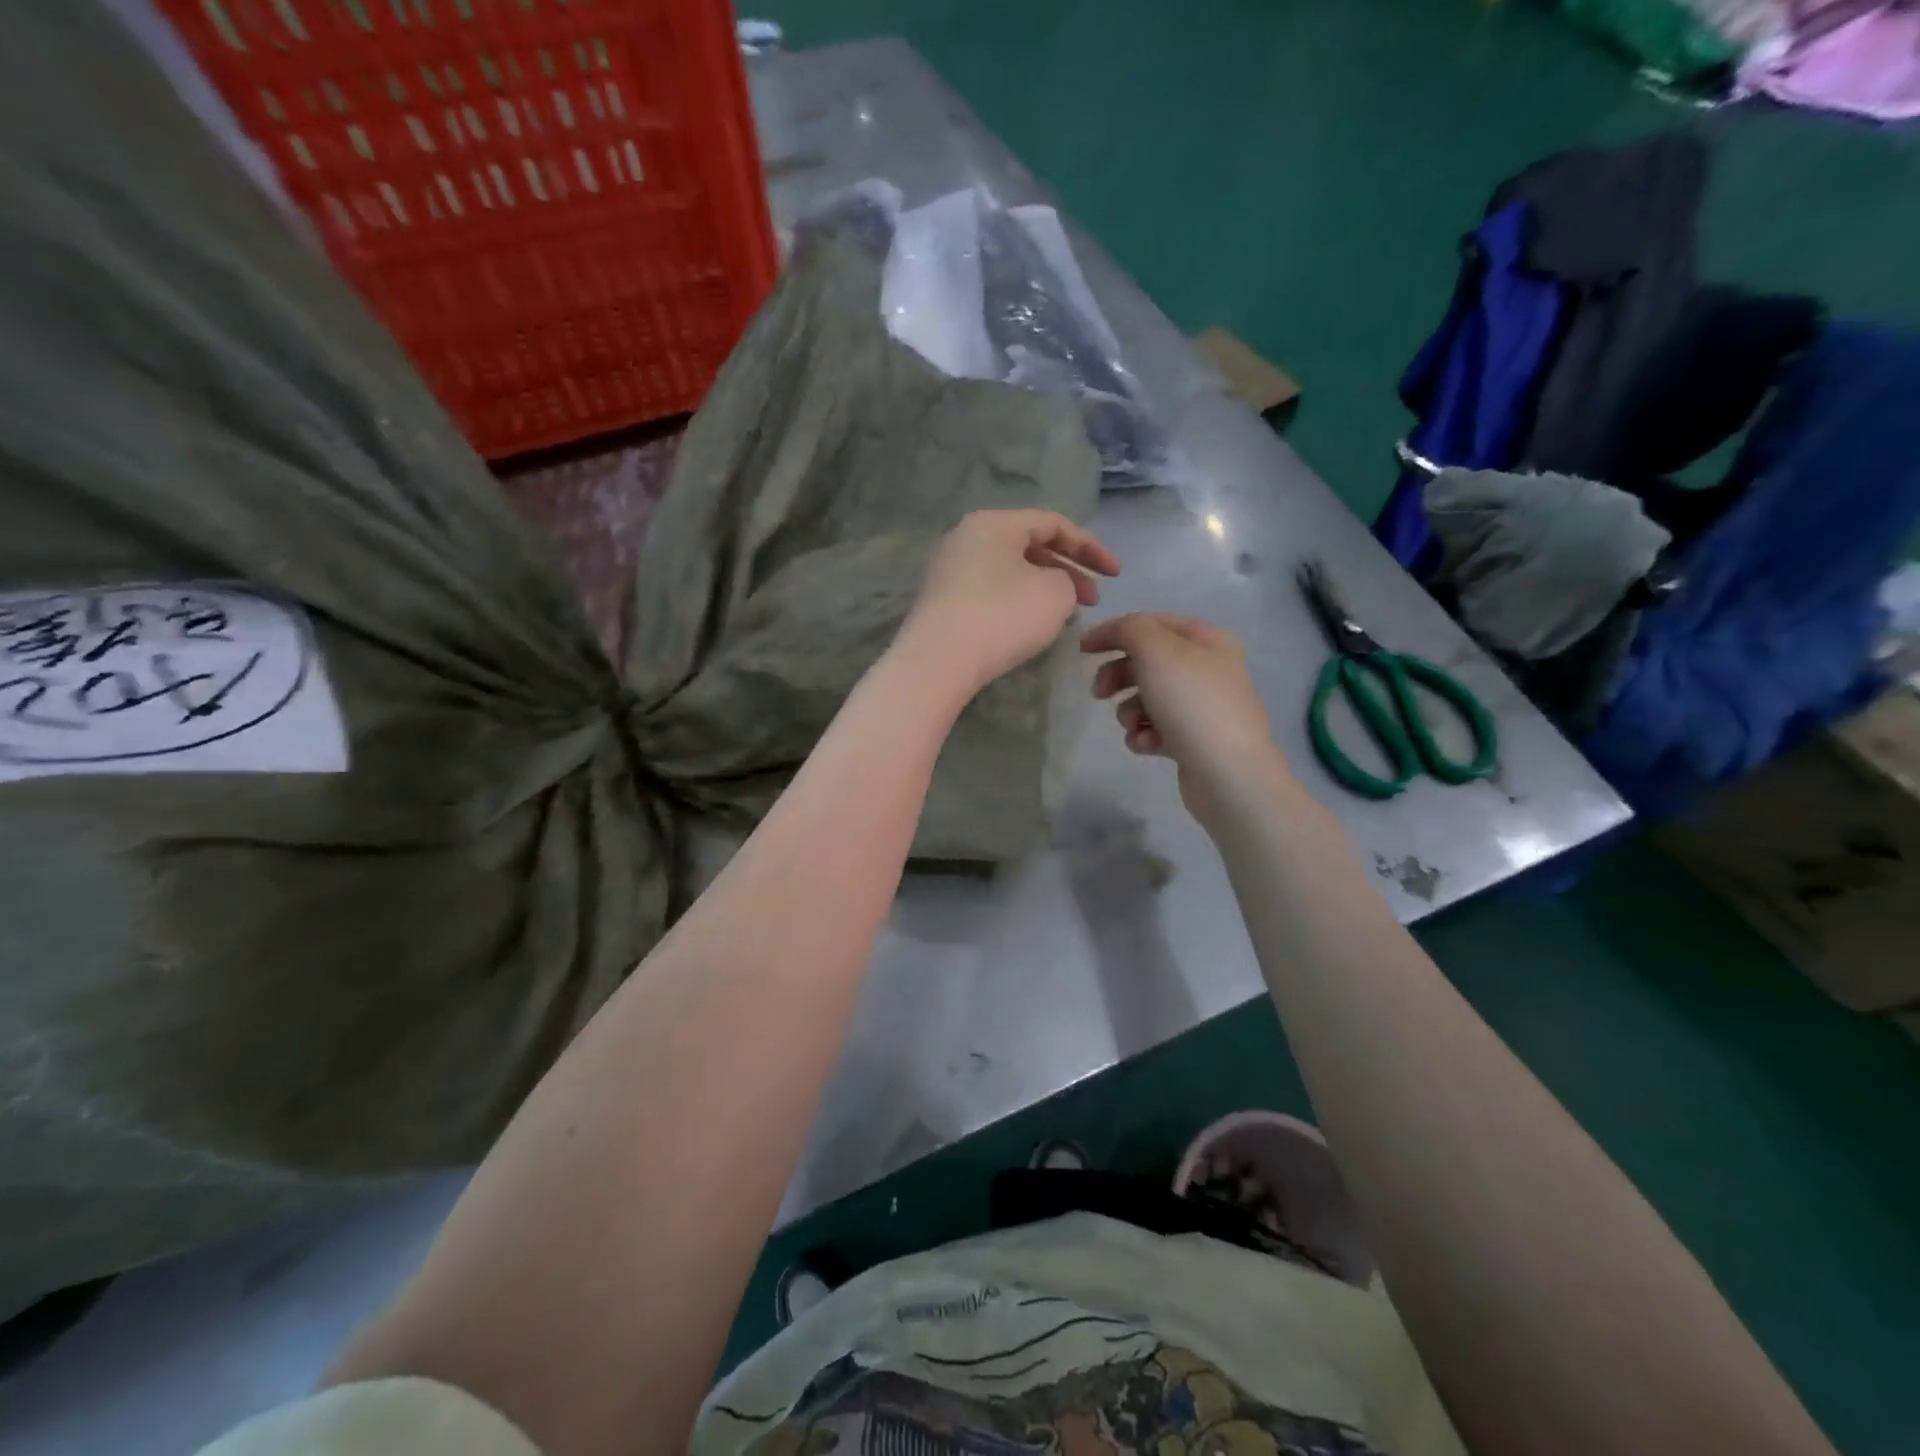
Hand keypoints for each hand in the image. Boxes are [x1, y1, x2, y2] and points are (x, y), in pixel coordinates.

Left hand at [902, 510, 1119, 696]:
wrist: (938, 662)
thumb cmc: (1002, 617)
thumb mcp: (1055, 594)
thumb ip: (1066, 581)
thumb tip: (1050, 586)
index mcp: (994, 523)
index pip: (1053, 523)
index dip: (1091, 547)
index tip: (1116, 575)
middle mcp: (967, 538)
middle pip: (1029, 546)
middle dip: (1068, 571)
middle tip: (1093, 601)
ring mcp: (950, 570)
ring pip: (1011, 571)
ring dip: (1045, 589)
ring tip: (1067, 616)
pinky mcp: (943, 602)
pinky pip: (991, 592)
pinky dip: (1018, 603)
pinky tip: (1032, 627)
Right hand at [1082, 613, 1287, 820]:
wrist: (1227, 773)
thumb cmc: (1191, 703)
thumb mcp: (1156, 651)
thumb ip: (1129, 630)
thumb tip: (1113, 633)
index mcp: (1207, 640)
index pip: (1152, 623)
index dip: (1114, 632)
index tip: (1082, 651)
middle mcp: (1208, 669)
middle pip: (1148, 662)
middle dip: (1118, 676)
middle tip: (1099, 693)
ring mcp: (1202, 707)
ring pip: (1148, 698)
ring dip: (1129, 710)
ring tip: (1133, 725)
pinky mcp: (1194, 741)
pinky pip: (1157, 729)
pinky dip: (1144, 735)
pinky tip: (1147, 745)